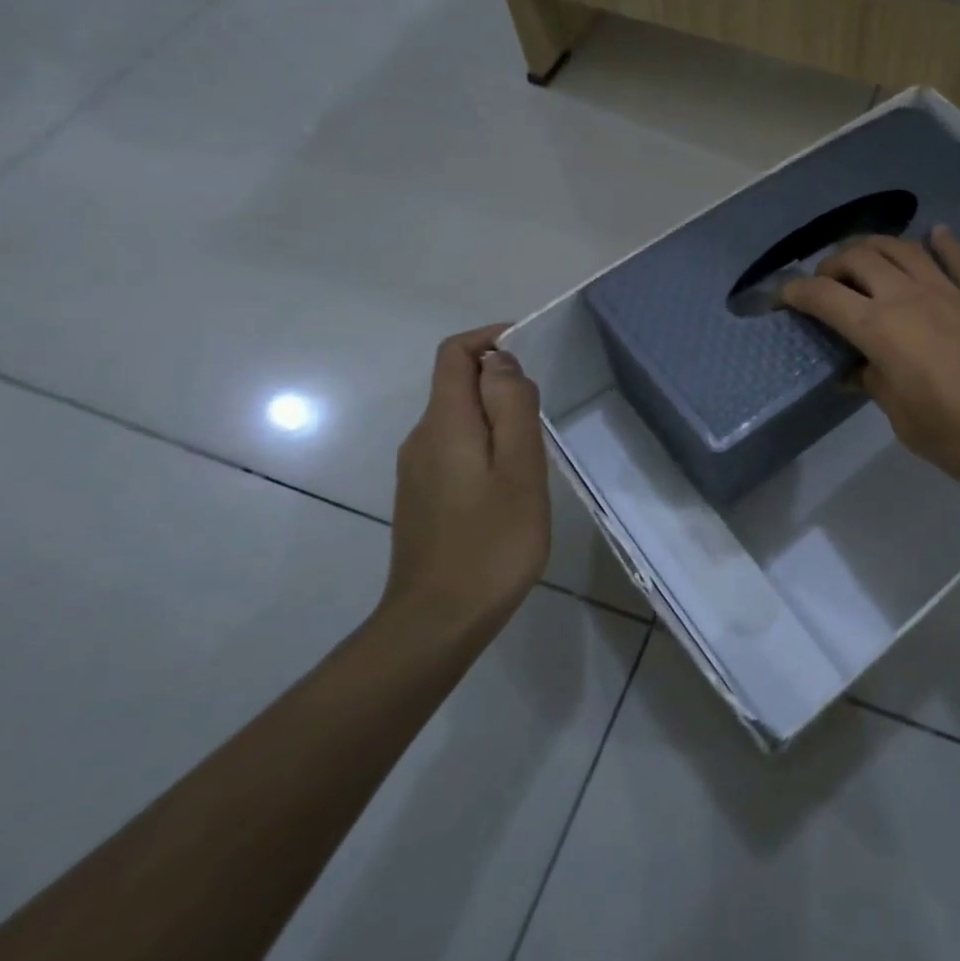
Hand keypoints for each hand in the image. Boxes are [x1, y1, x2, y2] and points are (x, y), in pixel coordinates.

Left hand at [384, 324, 549, 639]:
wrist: (438, 621)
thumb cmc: (492, 542)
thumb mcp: (520, 468)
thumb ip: (513, 407)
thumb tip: (502, 361)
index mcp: (445, 423)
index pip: (455, 354)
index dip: (491, 339)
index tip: (531, 351)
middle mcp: (422, 437)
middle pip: (457, 383)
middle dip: (501, 381)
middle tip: (543, 417)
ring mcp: (417, 469)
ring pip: (459, 418)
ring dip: (497, 416)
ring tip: (533, 455)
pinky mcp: (422, 495)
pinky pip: (455, 447)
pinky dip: (485, 444)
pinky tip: (510, 485)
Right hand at [781, 227, 959, 511]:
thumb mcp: (906, 422)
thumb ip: (877, 386)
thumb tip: (858, 371)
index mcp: (881, 329)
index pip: (825, 297)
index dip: (797, 292)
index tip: (782, 296)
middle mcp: (910, 297)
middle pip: (861, 258)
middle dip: (833, 263)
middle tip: (824, 282)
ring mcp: (951, 293)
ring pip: (904, 248)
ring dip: (876, 246)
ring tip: (863, 259)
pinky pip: (958, 260)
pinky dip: (942, 243)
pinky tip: (934, 234)